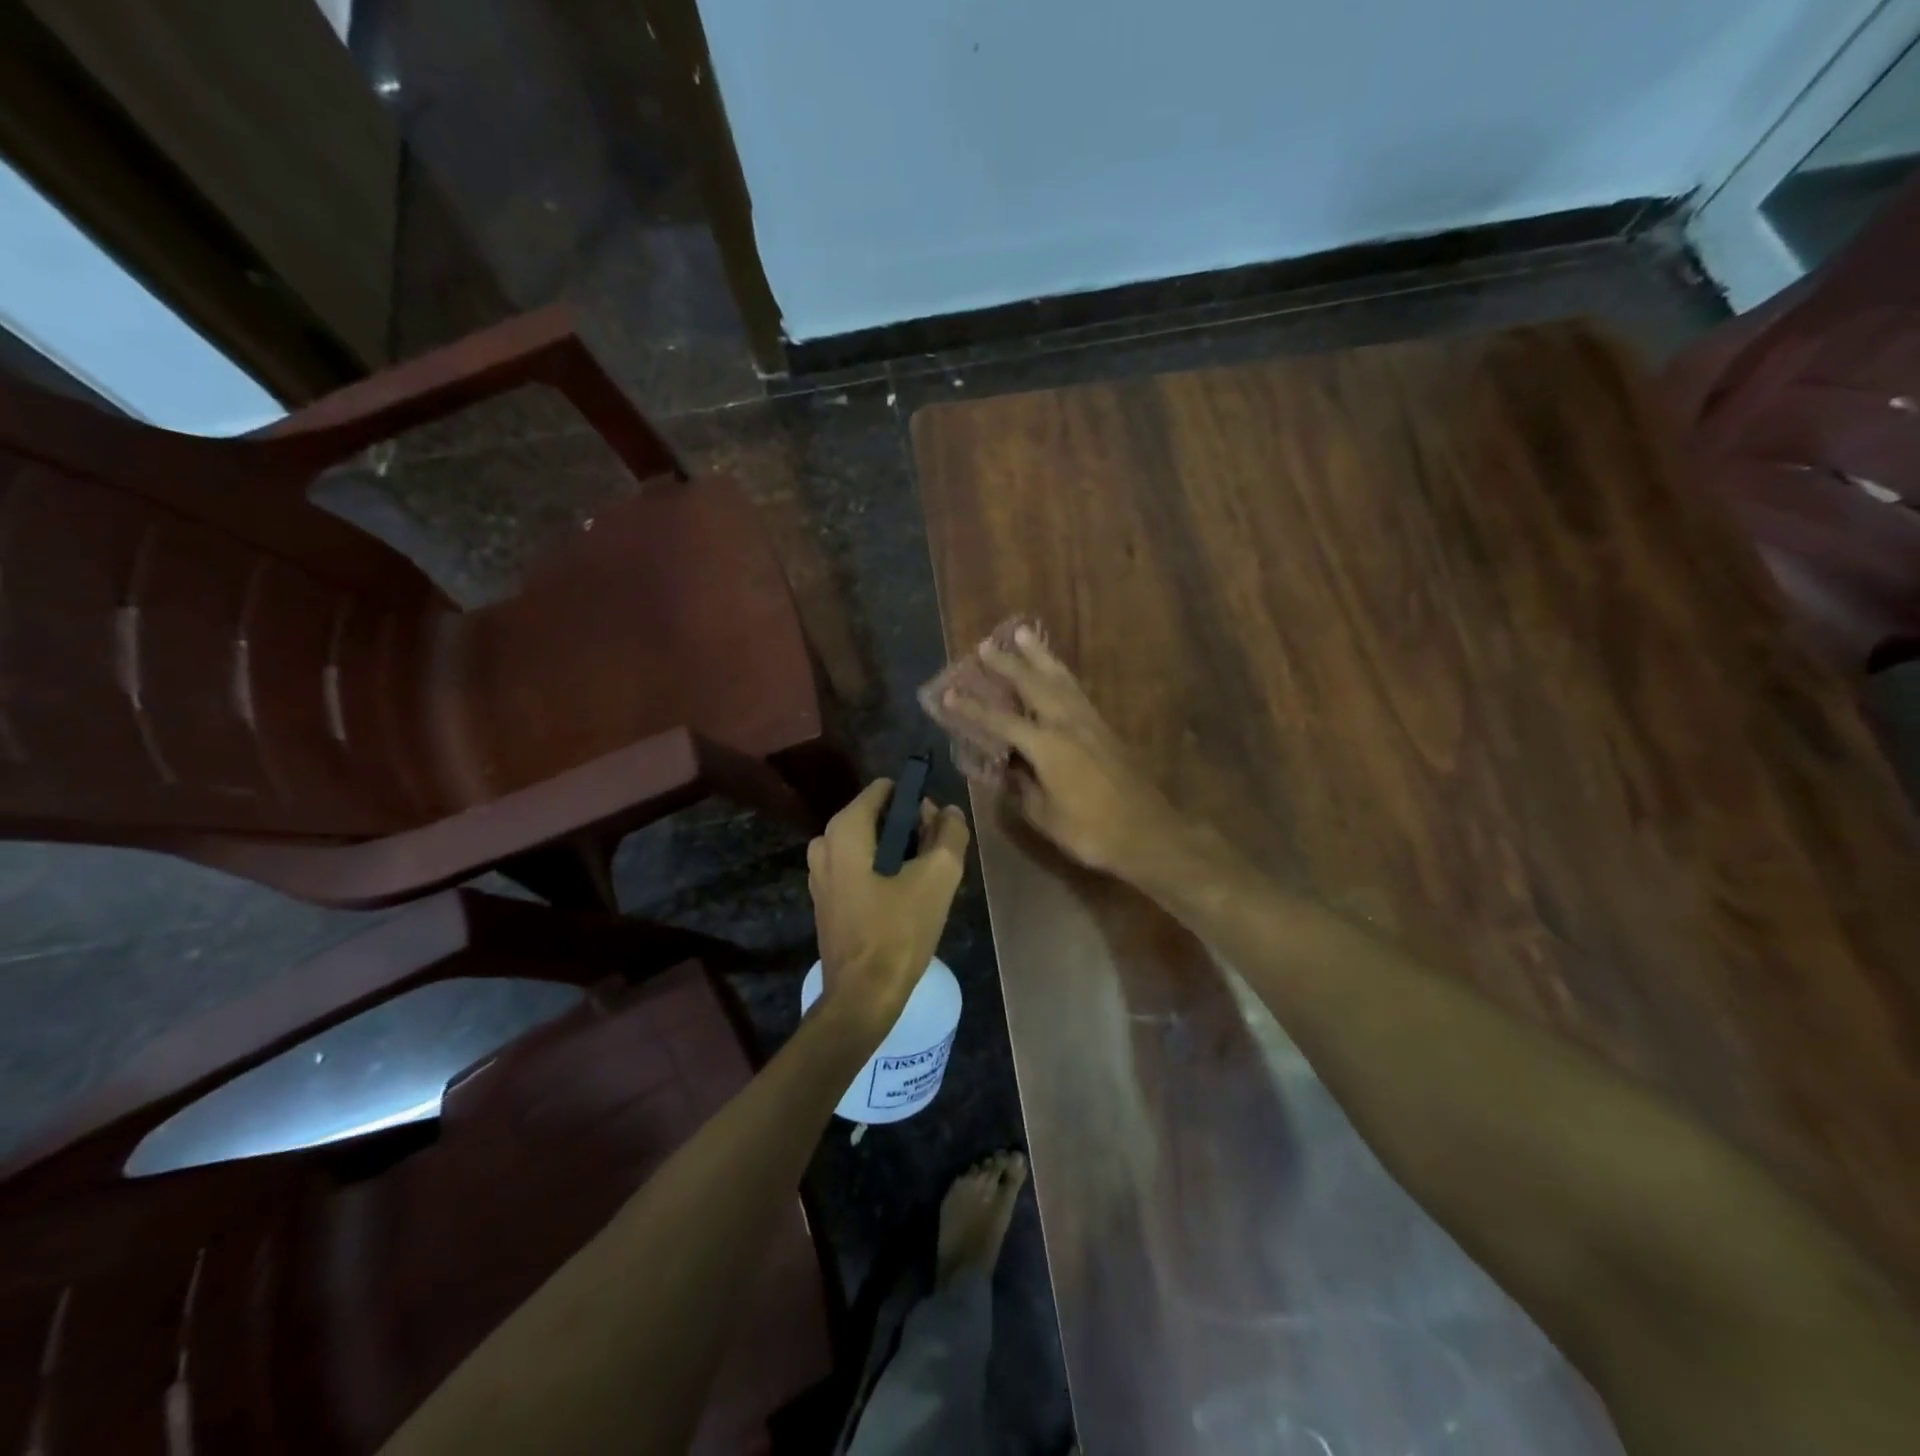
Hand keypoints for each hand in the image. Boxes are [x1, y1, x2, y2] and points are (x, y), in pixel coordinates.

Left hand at [808, 779, 970, 1034]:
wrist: (863, 995)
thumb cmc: (899, 930)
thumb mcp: (938, 877)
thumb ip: (950, 833)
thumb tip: (949, 812)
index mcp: (845, 829)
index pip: (886, 790)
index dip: (918, 804)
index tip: (937, 832)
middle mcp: (824, 843)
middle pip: (878, 816)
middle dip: (910, 830)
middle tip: (935, 860)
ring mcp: (819, 873)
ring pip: (869, 844)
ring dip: (898, 854)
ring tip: (924, 883)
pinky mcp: (824, 898)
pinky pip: (858, 868)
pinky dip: (881, 873)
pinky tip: (903, 900)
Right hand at [940, 626, 1191, 880]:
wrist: (1147, 832)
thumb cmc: (1090, 831)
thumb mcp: (1045, 816)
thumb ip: (1022, 789)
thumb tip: (1008, 769)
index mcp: (1047, 746)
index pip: (1000, 721)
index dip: (972, 708)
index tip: (948, 693)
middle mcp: (1067, 724)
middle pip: (1032, 684)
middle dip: (1008, 664)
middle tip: (986, 645)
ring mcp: (1090, 722)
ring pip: (1060, 678)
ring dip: (1039, 656)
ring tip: (1024, 633)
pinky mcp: (1105, 727)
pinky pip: (1076, 690)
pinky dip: (1060, 673)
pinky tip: (1055, 670)